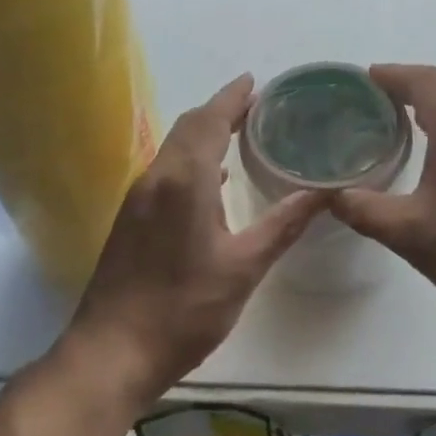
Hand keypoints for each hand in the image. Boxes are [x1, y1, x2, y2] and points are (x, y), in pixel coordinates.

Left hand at [66, 75, 326, 401]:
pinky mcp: (131, 219)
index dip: (232, 97)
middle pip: (188, 127)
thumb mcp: (244, 267)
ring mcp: (139, 198)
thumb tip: (324, 193)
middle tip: (258, 107)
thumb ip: (284, 224)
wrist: (111, 353)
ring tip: (242, 134)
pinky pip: (166, 170)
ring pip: (174, 148)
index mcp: (184, 180)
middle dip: (220, 110)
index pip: (209, 120)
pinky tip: (214, 180)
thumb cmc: (184, 308)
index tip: (255, 81)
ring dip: (205, 134)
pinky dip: (192, 160)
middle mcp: (156, 178)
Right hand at [330, 65, 435, 325]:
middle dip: (405, 82)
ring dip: (428, 99)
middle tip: (370, 99)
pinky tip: (433, 147)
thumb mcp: (409, 233)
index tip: (359, 81)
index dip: (388, 75)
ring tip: (394, 119)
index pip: (419, 79)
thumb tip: (330, 196)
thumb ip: (364, 210)